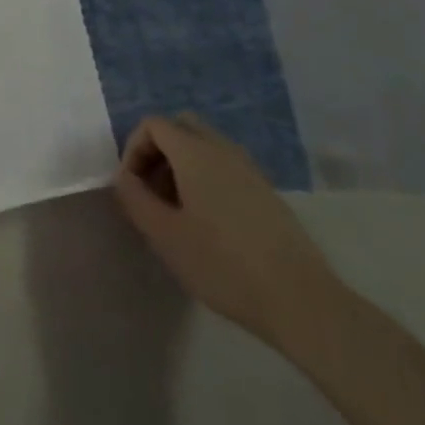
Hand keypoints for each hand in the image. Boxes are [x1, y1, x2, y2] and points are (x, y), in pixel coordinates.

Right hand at [114, 114, 340, 347]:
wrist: (300, 300)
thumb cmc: (223, 264)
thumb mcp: (164, 235)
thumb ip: (135, 198)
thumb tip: (124, 178)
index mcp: (195, 152)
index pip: (153, 125)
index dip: (133, 149)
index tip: (132, 187)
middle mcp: (222, 149)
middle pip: (180, 127)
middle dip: (157, 150)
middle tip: (151, 190)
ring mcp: (249, 169)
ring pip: (204, 146)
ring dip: (181, 165)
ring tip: (176, 210)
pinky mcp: (266, 191)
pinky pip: (225, 166)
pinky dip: (205, 178)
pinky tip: (207, 222)